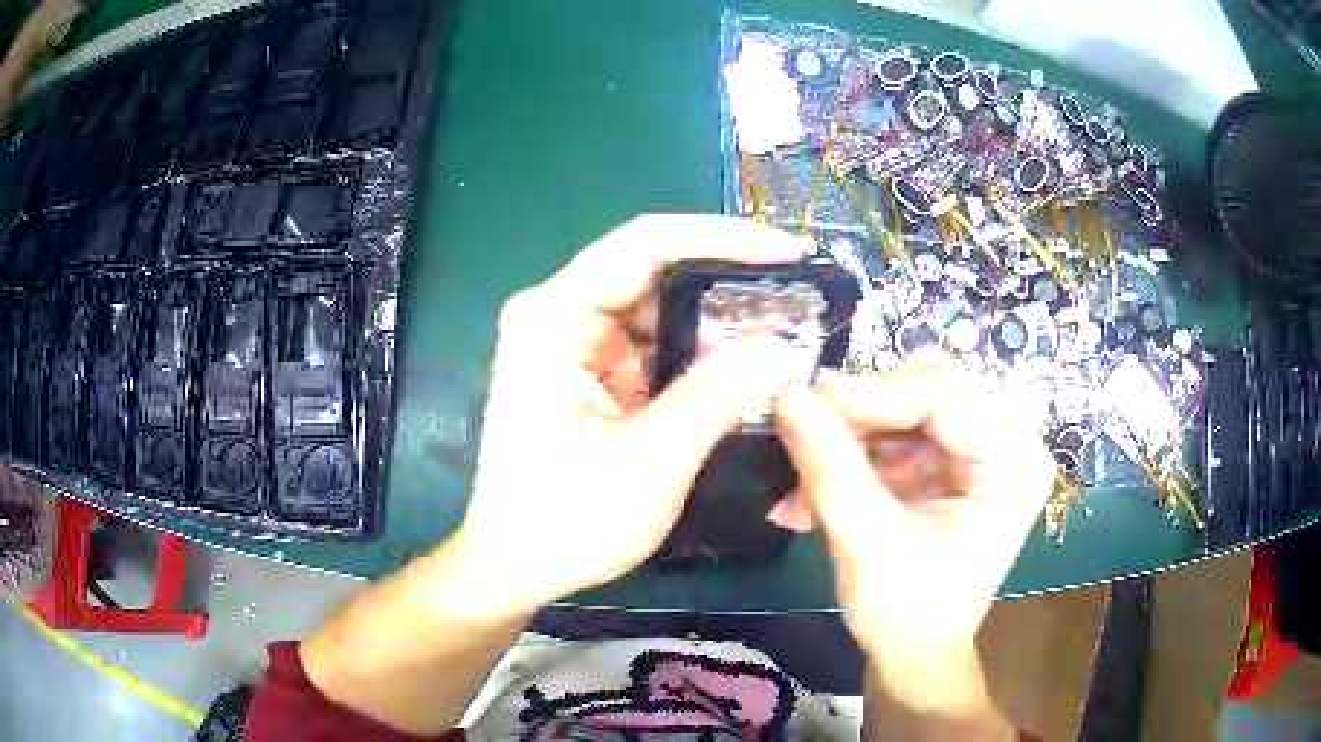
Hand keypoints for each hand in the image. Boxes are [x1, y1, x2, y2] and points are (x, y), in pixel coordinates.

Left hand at [451, 215, 810, 620]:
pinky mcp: (588, 372)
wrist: (515, 568)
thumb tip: (783, 342)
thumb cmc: (566, 522)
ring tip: (789, 329)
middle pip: (655, 272)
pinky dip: (700, 355)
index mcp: (553, 318)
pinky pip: (653, 346)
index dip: (724, 238)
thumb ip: (717, 394)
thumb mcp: (651, 461)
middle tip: (802, 296)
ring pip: (660, 309)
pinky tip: (748, 365)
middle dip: (731, 283)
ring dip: (720, 322)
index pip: (646, 244)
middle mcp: (558, 314)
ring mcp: (573, 343)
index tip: (791, 251)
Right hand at [774, 354, 1054, 710]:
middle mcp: (1007, 441)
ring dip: (850, 434)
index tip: (804, 399)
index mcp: (1014, 461)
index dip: (874, 393)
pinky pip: (897, 430)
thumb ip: (831, 468)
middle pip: (928, 387)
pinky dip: (854, 452)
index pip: (946, 394)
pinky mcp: (952, 459)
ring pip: (907, 403)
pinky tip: (815, 489)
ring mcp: (980, 447)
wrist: (915, 654)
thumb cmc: (906, 614)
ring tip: (803, 481)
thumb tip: (787, 395)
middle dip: (861, 414)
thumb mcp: (867, 544)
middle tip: (805, 437)